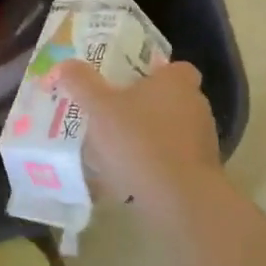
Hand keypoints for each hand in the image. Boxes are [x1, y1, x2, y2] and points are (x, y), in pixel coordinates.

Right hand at [52, 59, 223, 211]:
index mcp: (177, 81)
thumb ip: (81, 82)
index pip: (171, 67)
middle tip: (111, 115)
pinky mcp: (202, 171)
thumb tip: (63, 65)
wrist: (180, 200)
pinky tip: (129, 178)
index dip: (150, 73)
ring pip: (170, 130)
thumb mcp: (99, 107)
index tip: (125, 84)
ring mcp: (203, 139)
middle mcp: (196, 105)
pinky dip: (155, 164)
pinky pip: (172, 159)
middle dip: (143, 106)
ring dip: (148, 137)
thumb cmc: (140, 141)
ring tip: (114, 150)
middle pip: (168, 98)